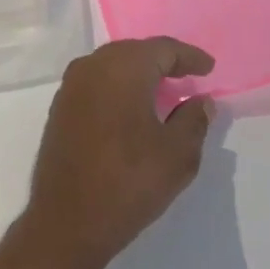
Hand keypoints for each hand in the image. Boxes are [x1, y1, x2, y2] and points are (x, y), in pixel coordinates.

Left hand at [19, 38, 214, 268]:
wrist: (67, 219)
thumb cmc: (128, 182)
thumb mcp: (177, 155)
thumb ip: (193, 120)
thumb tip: (201, 101)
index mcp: (122, 68)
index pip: (162, 49)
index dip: (188, 56)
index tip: (209, 68)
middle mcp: (92, 66)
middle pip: (134, 51)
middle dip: (162, 60)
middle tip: (188, 74)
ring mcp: (71, 85)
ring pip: (112, 65)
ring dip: (138, 72)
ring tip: (164, 89)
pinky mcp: (60, 106)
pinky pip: (96, 82)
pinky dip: (118, 86)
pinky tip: (132, 105)